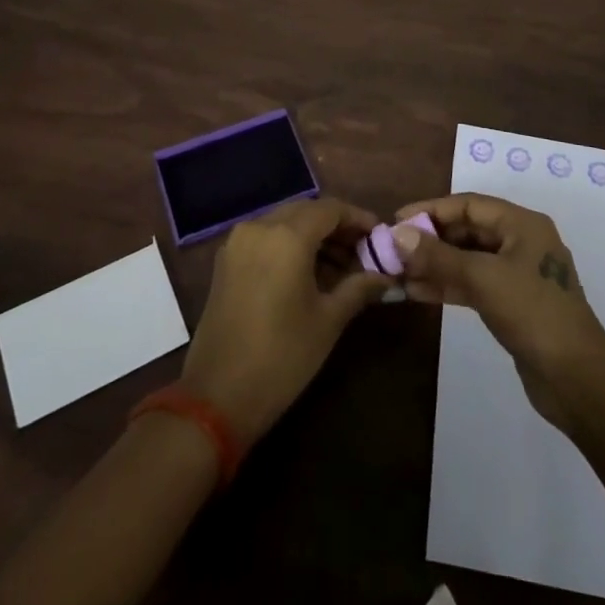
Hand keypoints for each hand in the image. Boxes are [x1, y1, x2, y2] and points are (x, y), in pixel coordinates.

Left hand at [178, 197, 392, 447]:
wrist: (217, 396)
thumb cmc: (282, 356)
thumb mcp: (328, 320)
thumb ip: (359, 287)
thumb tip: (386, 276)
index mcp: (287, 236)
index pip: (331, 209)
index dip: (358, 218)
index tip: (379, 235)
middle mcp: (260, 227)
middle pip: (306, 210)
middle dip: (336, 226)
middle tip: (363, 251)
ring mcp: (238, 242)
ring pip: (285, 222)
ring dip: (313, 235)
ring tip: (341, 266)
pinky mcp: (226, 260)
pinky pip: (265, 238)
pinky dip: (289, 245)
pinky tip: (308, 272)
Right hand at [392, 193, 604, 430]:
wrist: (578, 380)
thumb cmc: (533, 313)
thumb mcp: (482, 278)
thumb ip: (439, 256)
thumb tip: (398, 234)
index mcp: (522, 224)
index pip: (468, 205)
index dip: (431, 210)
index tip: (396, 220)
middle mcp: (521, 242)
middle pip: (467, 230)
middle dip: (431, 239)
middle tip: (394, 250)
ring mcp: (518, 274)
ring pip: (468, 259)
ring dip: (435, 264)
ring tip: (399, 273)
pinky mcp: (513, 304)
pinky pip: (474, 284)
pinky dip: (448, 285)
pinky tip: (418, 292)